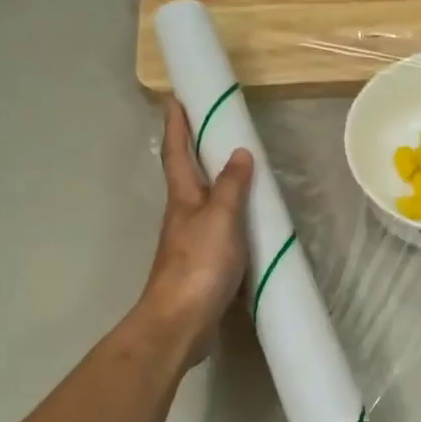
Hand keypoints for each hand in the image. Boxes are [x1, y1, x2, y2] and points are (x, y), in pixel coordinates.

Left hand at [137, 98, 253, 365]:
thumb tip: (239, 153)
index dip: (176, 126)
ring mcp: (189, 244)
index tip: (174, 99)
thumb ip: (231, 187)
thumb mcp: (221, 219)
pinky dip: (229, 223)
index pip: (177, 154)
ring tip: (237, 176)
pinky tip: (246, 229)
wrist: (181, 322)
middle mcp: (182, 218)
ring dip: (214, 189)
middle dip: (193, 153)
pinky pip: (217, 235)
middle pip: (185, 178)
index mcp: (183, 200)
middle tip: (210, 131)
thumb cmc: (198, 265)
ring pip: (202, 207)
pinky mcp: (201, 268)